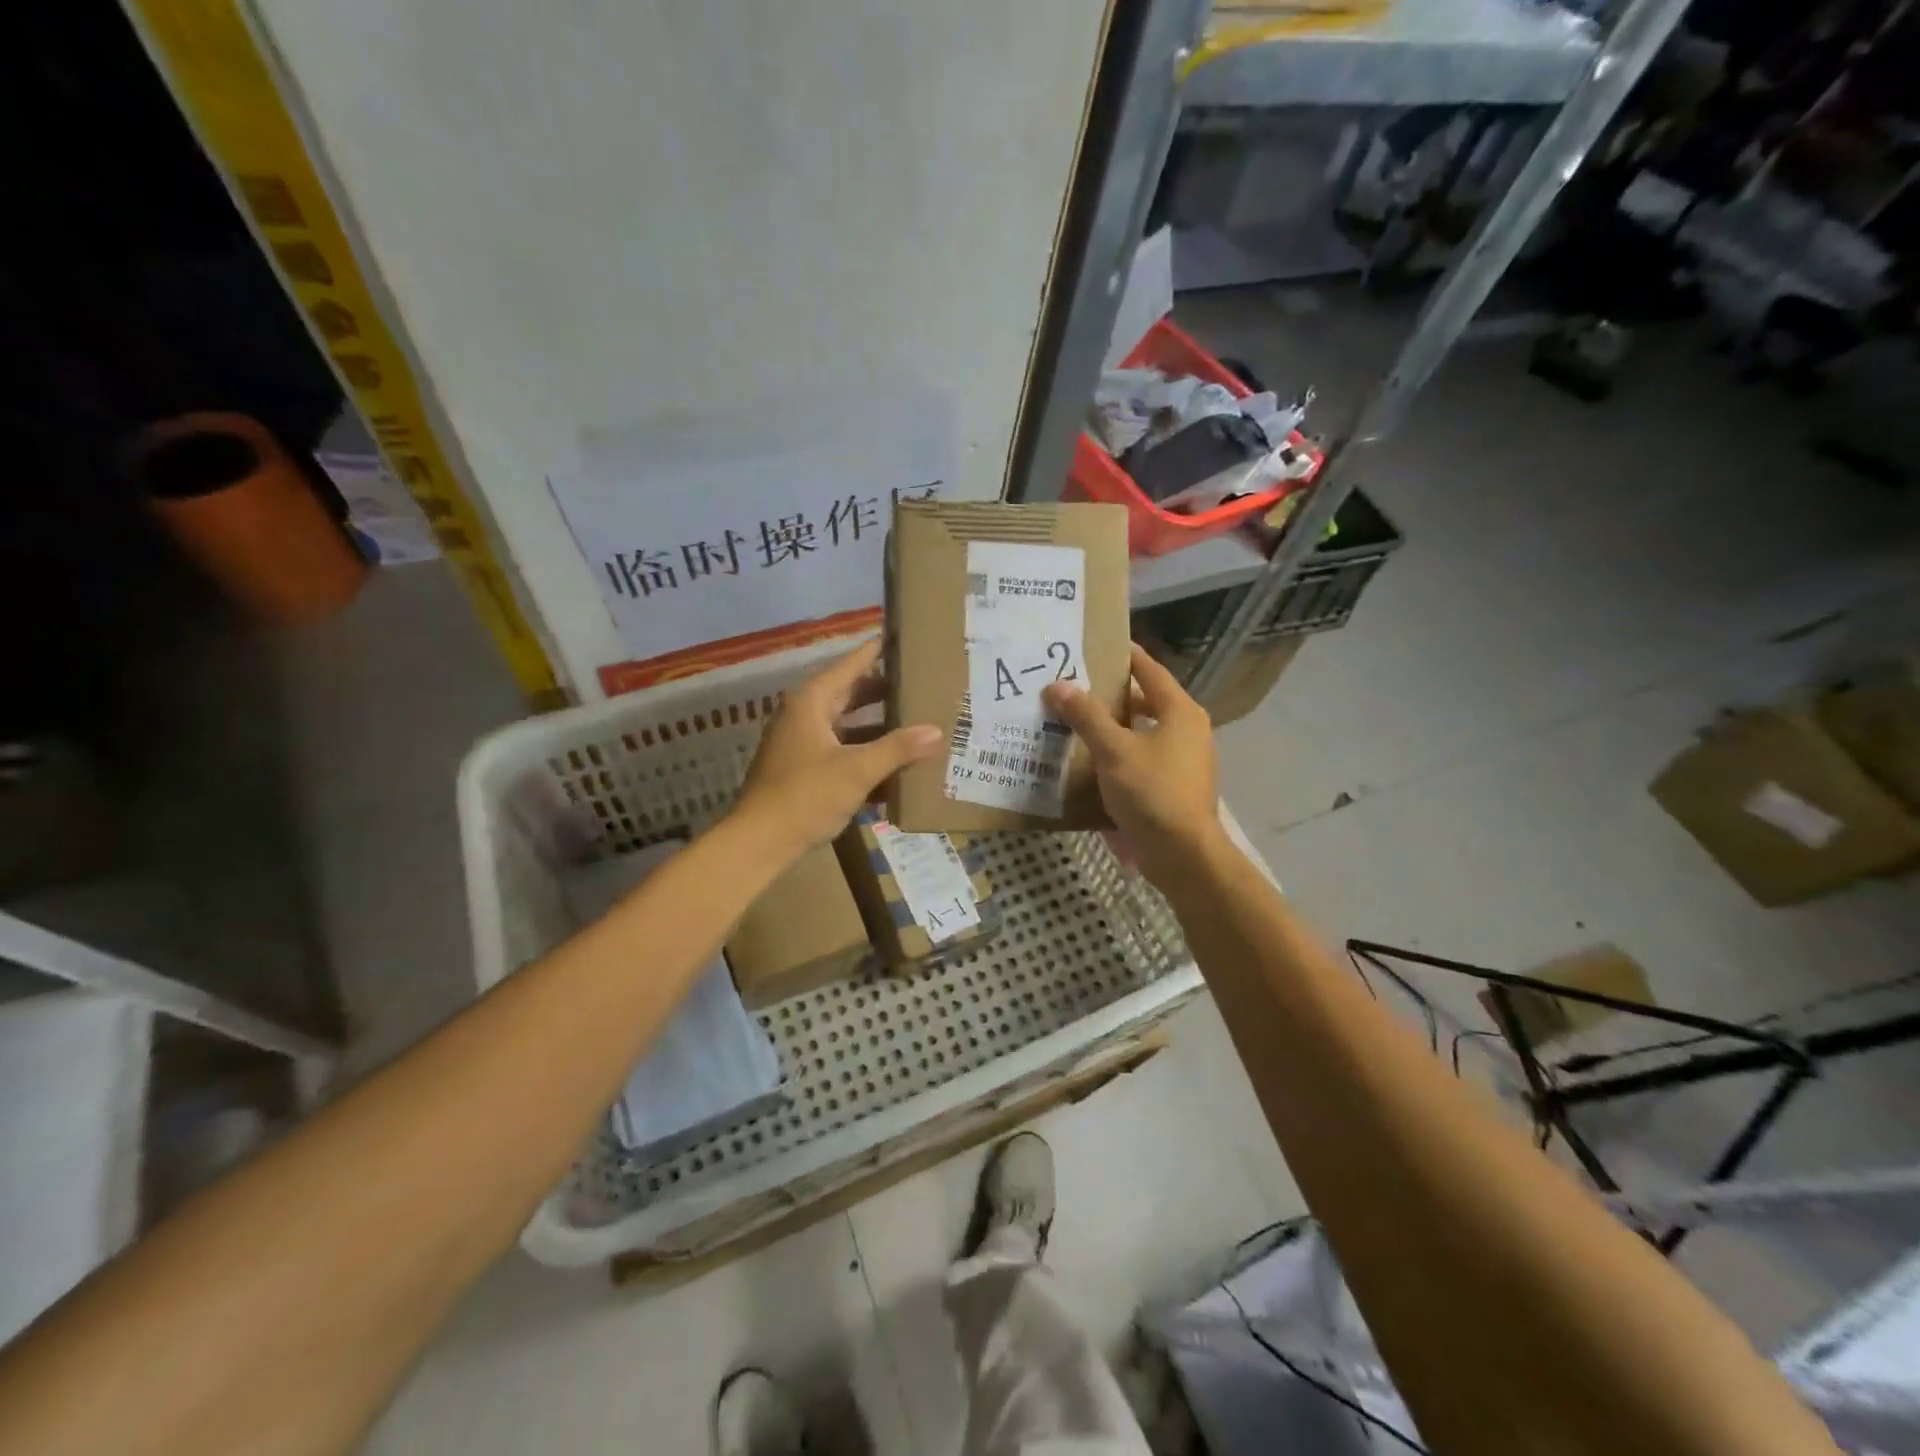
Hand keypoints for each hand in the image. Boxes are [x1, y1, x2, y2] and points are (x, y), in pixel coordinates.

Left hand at [731, 640, 942, 862]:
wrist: (758, 843)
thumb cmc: (805, 796)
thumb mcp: (857, 770)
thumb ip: (897, 749)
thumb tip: (936, 731)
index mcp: (811, 702)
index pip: (850, 665)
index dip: (876, 652)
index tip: (902, 638)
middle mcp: (804, 716)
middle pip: (850, 694)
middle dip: (884, 692)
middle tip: (920, 683)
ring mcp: (802, 744)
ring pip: (847, 727)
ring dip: (878, 728)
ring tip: (916, 723)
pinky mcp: (804, 771)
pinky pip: (842, 753)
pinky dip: (866, 755)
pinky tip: (895, 767)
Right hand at [1042, 643, 1221, 884]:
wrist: (1182, 854)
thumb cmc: (1152, 792)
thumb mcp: (1114, 750)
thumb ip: (1086, 715)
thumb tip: (1057, 685)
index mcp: (1180, 711)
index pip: (1149, 670)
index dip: (1124, 655)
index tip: (1096, 643)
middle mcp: (1187, 730)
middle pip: (1145, 701)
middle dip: (1111, 694)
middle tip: (1075, 685)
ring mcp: (1183, 760)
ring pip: (1142, 732)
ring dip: (1112, 726)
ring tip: (1074, 720)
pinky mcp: (1173, 786)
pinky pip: (1141, 758)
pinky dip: (1118, 753)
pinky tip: (1089, 760)